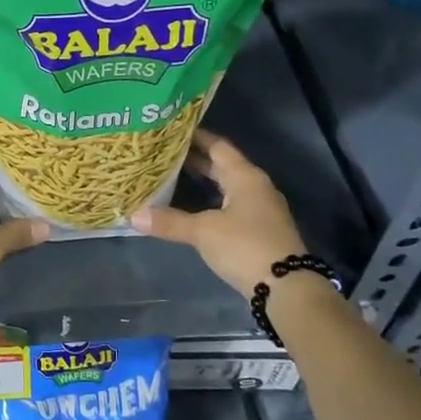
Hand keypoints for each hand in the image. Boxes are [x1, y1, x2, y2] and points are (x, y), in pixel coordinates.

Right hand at [132, 131, 305, 296]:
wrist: (287, 288)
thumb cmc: (245, 246)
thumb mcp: (203, 232)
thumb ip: (170, 221)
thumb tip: (133, 216)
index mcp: (245, 176)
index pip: (218, 146)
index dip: (195, 137)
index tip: (170, 131)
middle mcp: (255, 186)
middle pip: (222, 165)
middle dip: (195, 159)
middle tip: (164, 153)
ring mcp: (260, 208)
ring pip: (227, 186)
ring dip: (203, 181)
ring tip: (172, 176)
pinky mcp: (259, 229)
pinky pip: (231, 204)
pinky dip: (211, 201)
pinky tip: (192, 207)